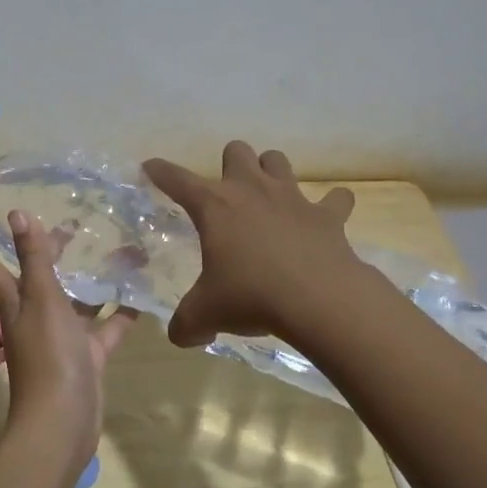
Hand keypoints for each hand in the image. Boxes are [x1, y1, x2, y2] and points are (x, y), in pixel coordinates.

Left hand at [0, 209, 139, 476]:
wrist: (63, 424)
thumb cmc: (48, 356)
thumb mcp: (42, 300)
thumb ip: (34, 259)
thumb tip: (17, 213)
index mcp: (14, 301)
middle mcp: (34, 316)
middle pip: (36, 276)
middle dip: (47, 249)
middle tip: (70, 219)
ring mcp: (61, 338)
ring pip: (75, 300)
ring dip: (90, 278)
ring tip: (115, 247)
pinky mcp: (87, 356)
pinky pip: (105, 327)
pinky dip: (120, 312)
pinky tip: (140, 292)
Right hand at [142, 141, 361, 347]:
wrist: (319, 301)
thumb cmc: (252, 297)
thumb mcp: (206, 314)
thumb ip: (186, 324)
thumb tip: (180, 336)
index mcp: (215, 206)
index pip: (177, 179)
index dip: (160, 171)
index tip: (150, 167)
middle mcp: (251, 190)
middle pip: (236, 151)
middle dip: (230, 165)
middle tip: (228, 196)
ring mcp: (292, 198)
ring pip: (278, 160)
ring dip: (271, 172)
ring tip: (270, 197)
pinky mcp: (328, 215)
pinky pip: (336, 199)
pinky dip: (332, 205)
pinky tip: (326, 218)